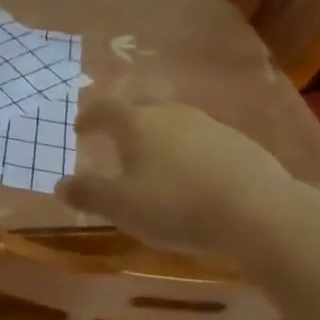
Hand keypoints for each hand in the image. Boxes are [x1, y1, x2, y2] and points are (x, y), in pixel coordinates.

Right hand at [54, 97, 303, 261]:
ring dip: (160, 136)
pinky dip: (190, 151)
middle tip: (117, 141)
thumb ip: (89, 194)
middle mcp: (169, 113)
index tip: (79, 129)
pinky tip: (196, 175)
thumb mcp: (123, 207)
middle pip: (140, 108)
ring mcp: (208, 124)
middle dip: (125, 122)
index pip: (103, 109)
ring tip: (157, 160)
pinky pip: (203, 140)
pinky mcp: (238, 142)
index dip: (88, 117)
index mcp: (136, 122)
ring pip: (174, 122)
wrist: (258, 210)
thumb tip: (60, 184)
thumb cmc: (177, 205)